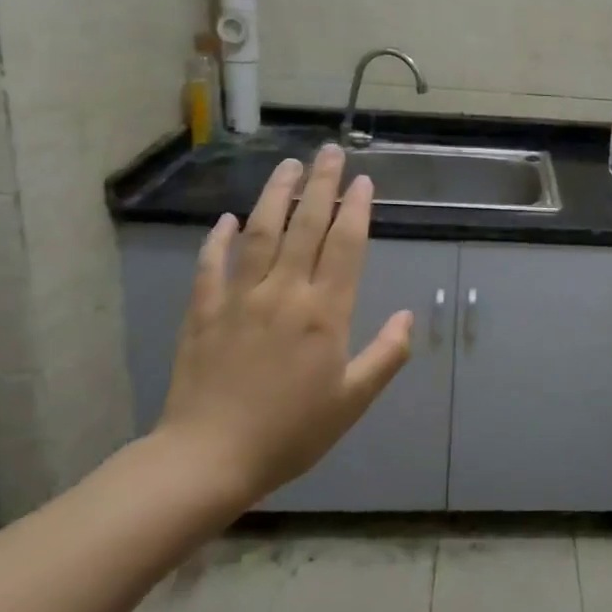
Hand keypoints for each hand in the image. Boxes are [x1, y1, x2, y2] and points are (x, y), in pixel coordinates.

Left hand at [156, 144, 412, 511]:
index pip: (345, 245)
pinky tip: (228, 218)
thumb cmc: (290, 432)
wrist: (208, 459)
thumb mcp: (352, 401)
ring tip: (288, 165)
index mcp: (324, 313)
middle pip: (305, 225)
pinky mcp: (203, 311)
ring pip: (260, 232)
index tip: (363, 181)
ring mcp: (239, 298)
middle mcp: (284, 293)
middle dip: (321, 184)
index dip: (356, 209)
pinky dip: (219, 238)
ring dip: (275, 194)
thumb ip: (386, 355)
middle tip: (330, 152)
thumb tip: (409, 317)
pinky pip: (211, 264)